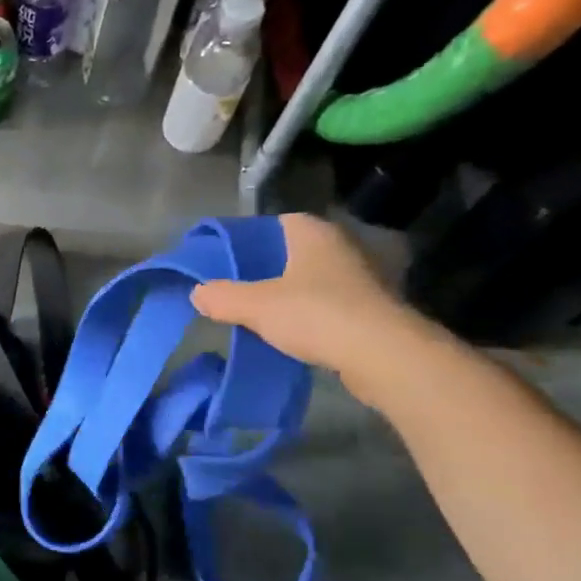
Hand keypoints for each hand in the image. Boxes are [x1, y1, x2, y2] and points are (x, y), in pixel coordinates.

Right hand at [190, 213, 432, 397]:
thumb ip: (222, 297)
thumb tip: (198, 293)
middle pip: (290, 253)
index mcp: (312, 232)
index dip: (247, 241)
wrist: (383, 355)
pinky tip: (287, 334)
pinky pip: (326, 305)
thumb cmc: (316, 314)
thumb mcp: (256, 306)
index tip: (224, 262)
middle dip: (264, 270)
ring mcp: (359, 277)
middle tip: (233, 289)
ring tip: (255, 314)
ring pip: (309, 280)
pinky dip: (307, 316)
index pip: (273, 224)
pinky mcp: (369, 309)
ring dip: (286, 295)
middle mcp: (339, 246)